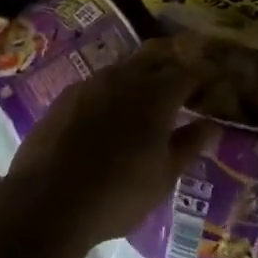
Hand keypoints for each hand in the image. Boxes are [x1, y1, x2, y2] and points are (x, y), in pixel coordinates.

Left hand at [5, 38, 218, 246]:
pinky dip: (113, 90)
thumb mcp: (163, 177)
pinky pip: (99, 82)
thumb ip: (189, 145)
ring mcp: (92, 83)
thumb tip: (211, 125)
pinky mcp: (66, 96)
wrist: (46, 202)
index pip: (189, 72)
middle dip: (173, 61)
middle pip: (156, 55)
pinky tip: (110, 111)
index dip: (203, 77)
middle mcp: (126, 77)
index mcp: (157, 94)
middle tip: (183, 80)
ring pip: (125, 66)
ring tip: (148, 96)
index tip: (211, 87)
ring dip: (142, 74)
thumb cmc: (117, 193)